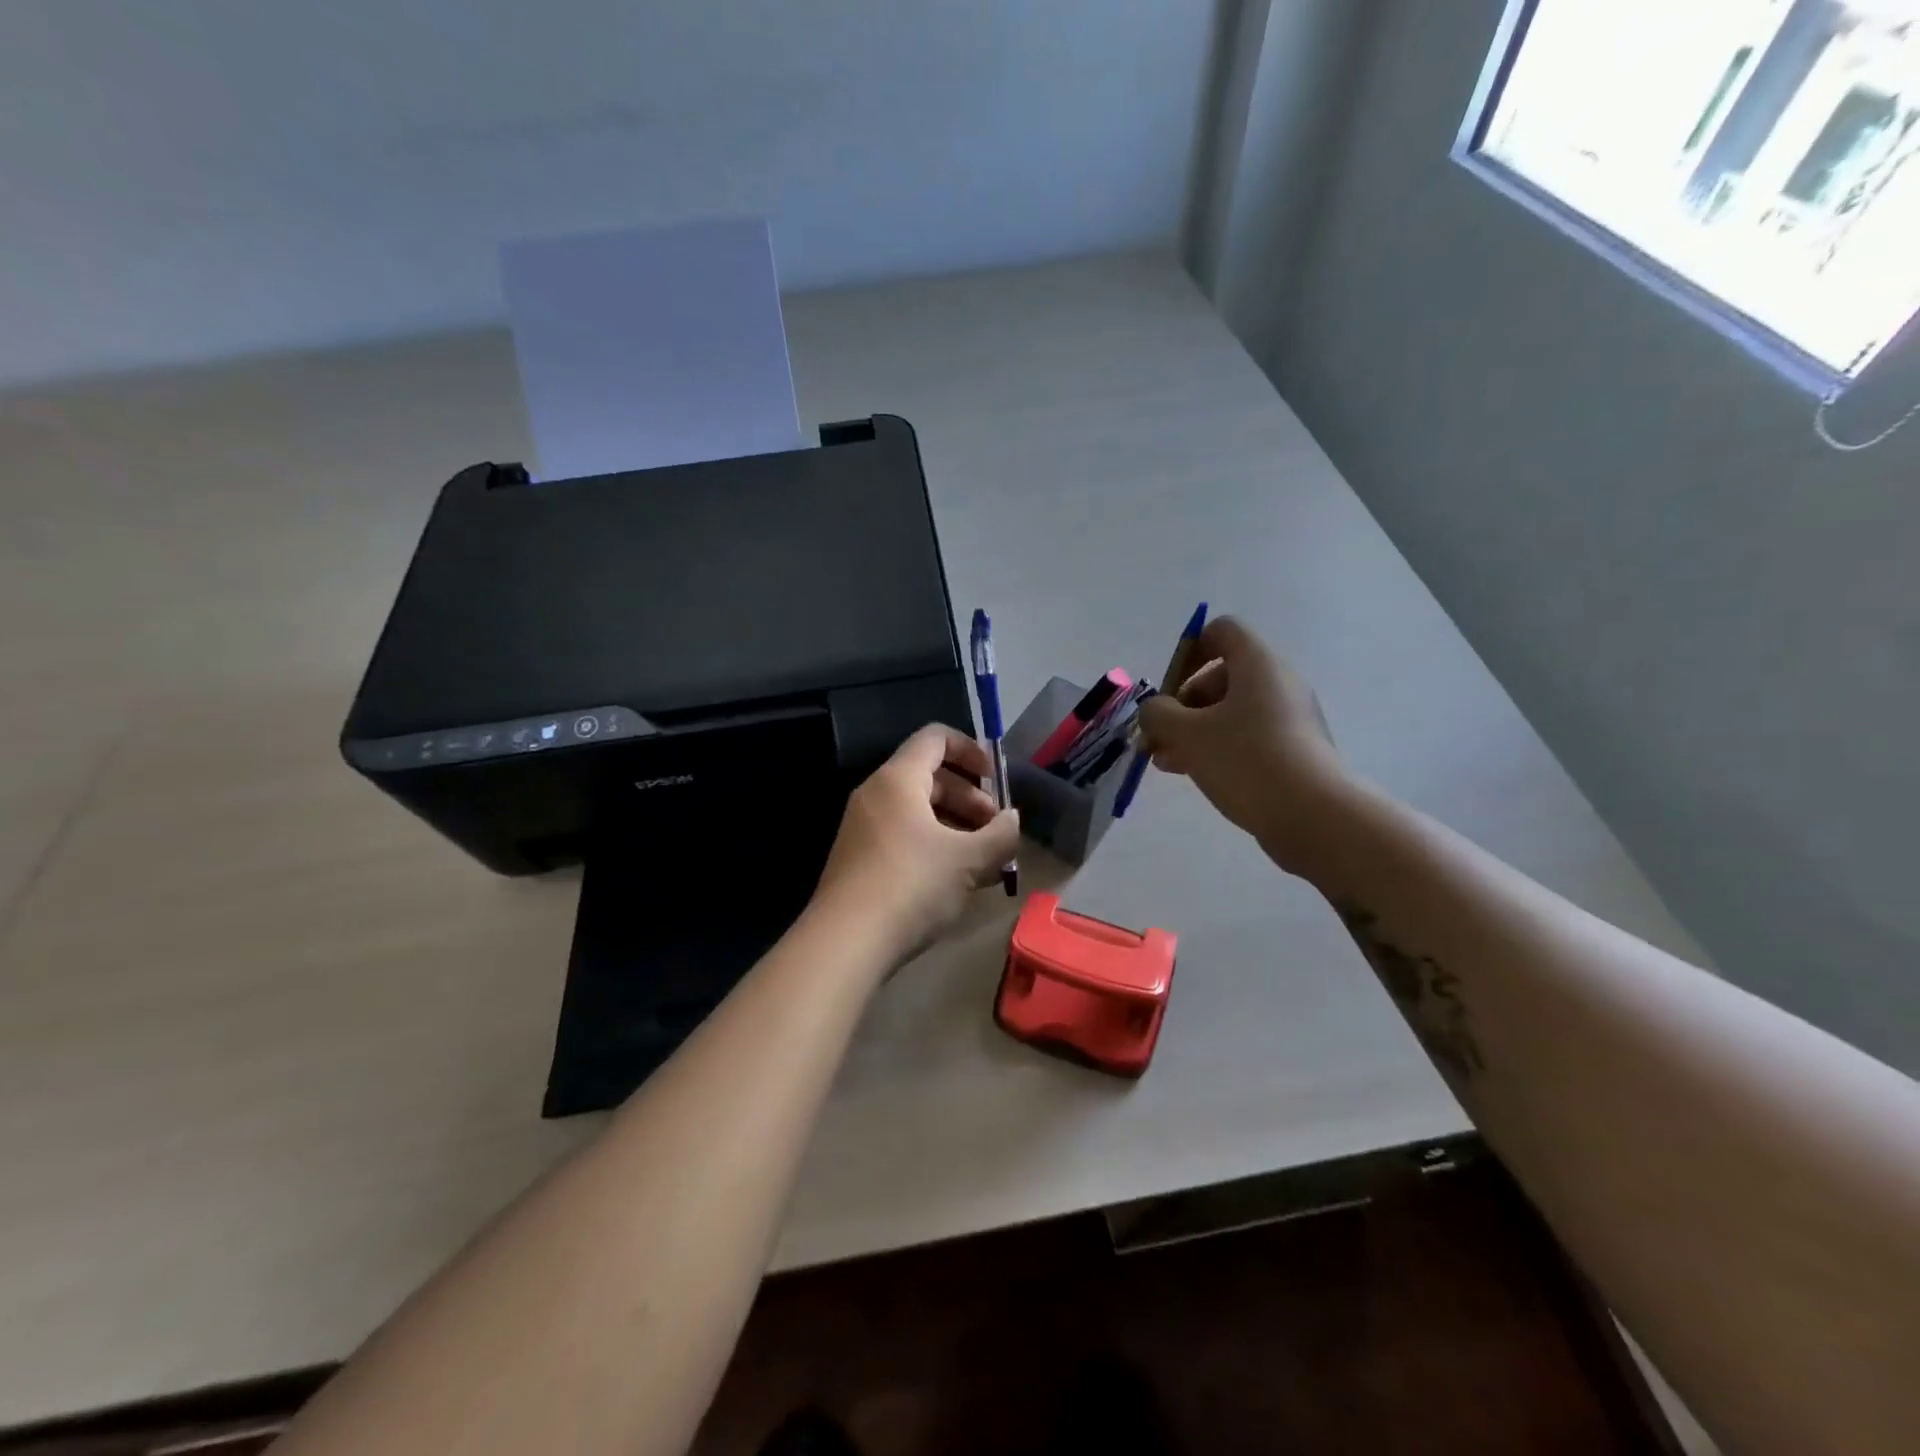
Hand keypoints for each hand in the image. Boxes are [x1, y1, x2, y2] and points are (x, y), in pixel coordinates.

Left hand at [811, 725, 1020, 966]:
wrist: (846, 941)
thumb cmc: (912, 885)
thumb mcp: (969, 860)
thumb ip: (1001, 835)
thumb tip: (1012, 820)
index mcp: (898, 779)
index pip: (936, 738)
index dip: (971, 750)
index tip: (996, 779)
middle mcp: (876, 794)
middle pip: (930, 777)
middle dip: (970, 798)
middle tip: (995, 830)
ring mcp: (863, 828)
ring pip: (918, 812)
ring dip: (956, 828)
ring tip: (985, 862)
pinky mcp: (859, 859)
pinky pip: (904, 837)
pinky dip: (934, 846)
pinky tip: (958, 880)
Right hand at [1136, 616, 1351, 876]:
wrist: (1313, 815)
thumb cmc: (1246, 760)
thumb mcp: (1188, 733)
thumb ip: (1158, 714)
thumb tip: (1154, 710)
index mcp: (1258, 664)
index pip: (1222, 631)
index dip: (1189, 651)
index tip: (1168, 687)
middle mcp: (1278, 683)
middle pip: (1220, 676)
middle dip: (1182, 704)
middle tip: (1159, 736)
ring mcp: (1288, 718)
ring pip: (1230, 712)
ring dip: (1193, 731)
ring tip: (1165, 762)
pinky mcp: (1293, 750)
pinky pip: (1246, 737)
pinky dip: (1217, 748)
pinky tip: (1192, 774)